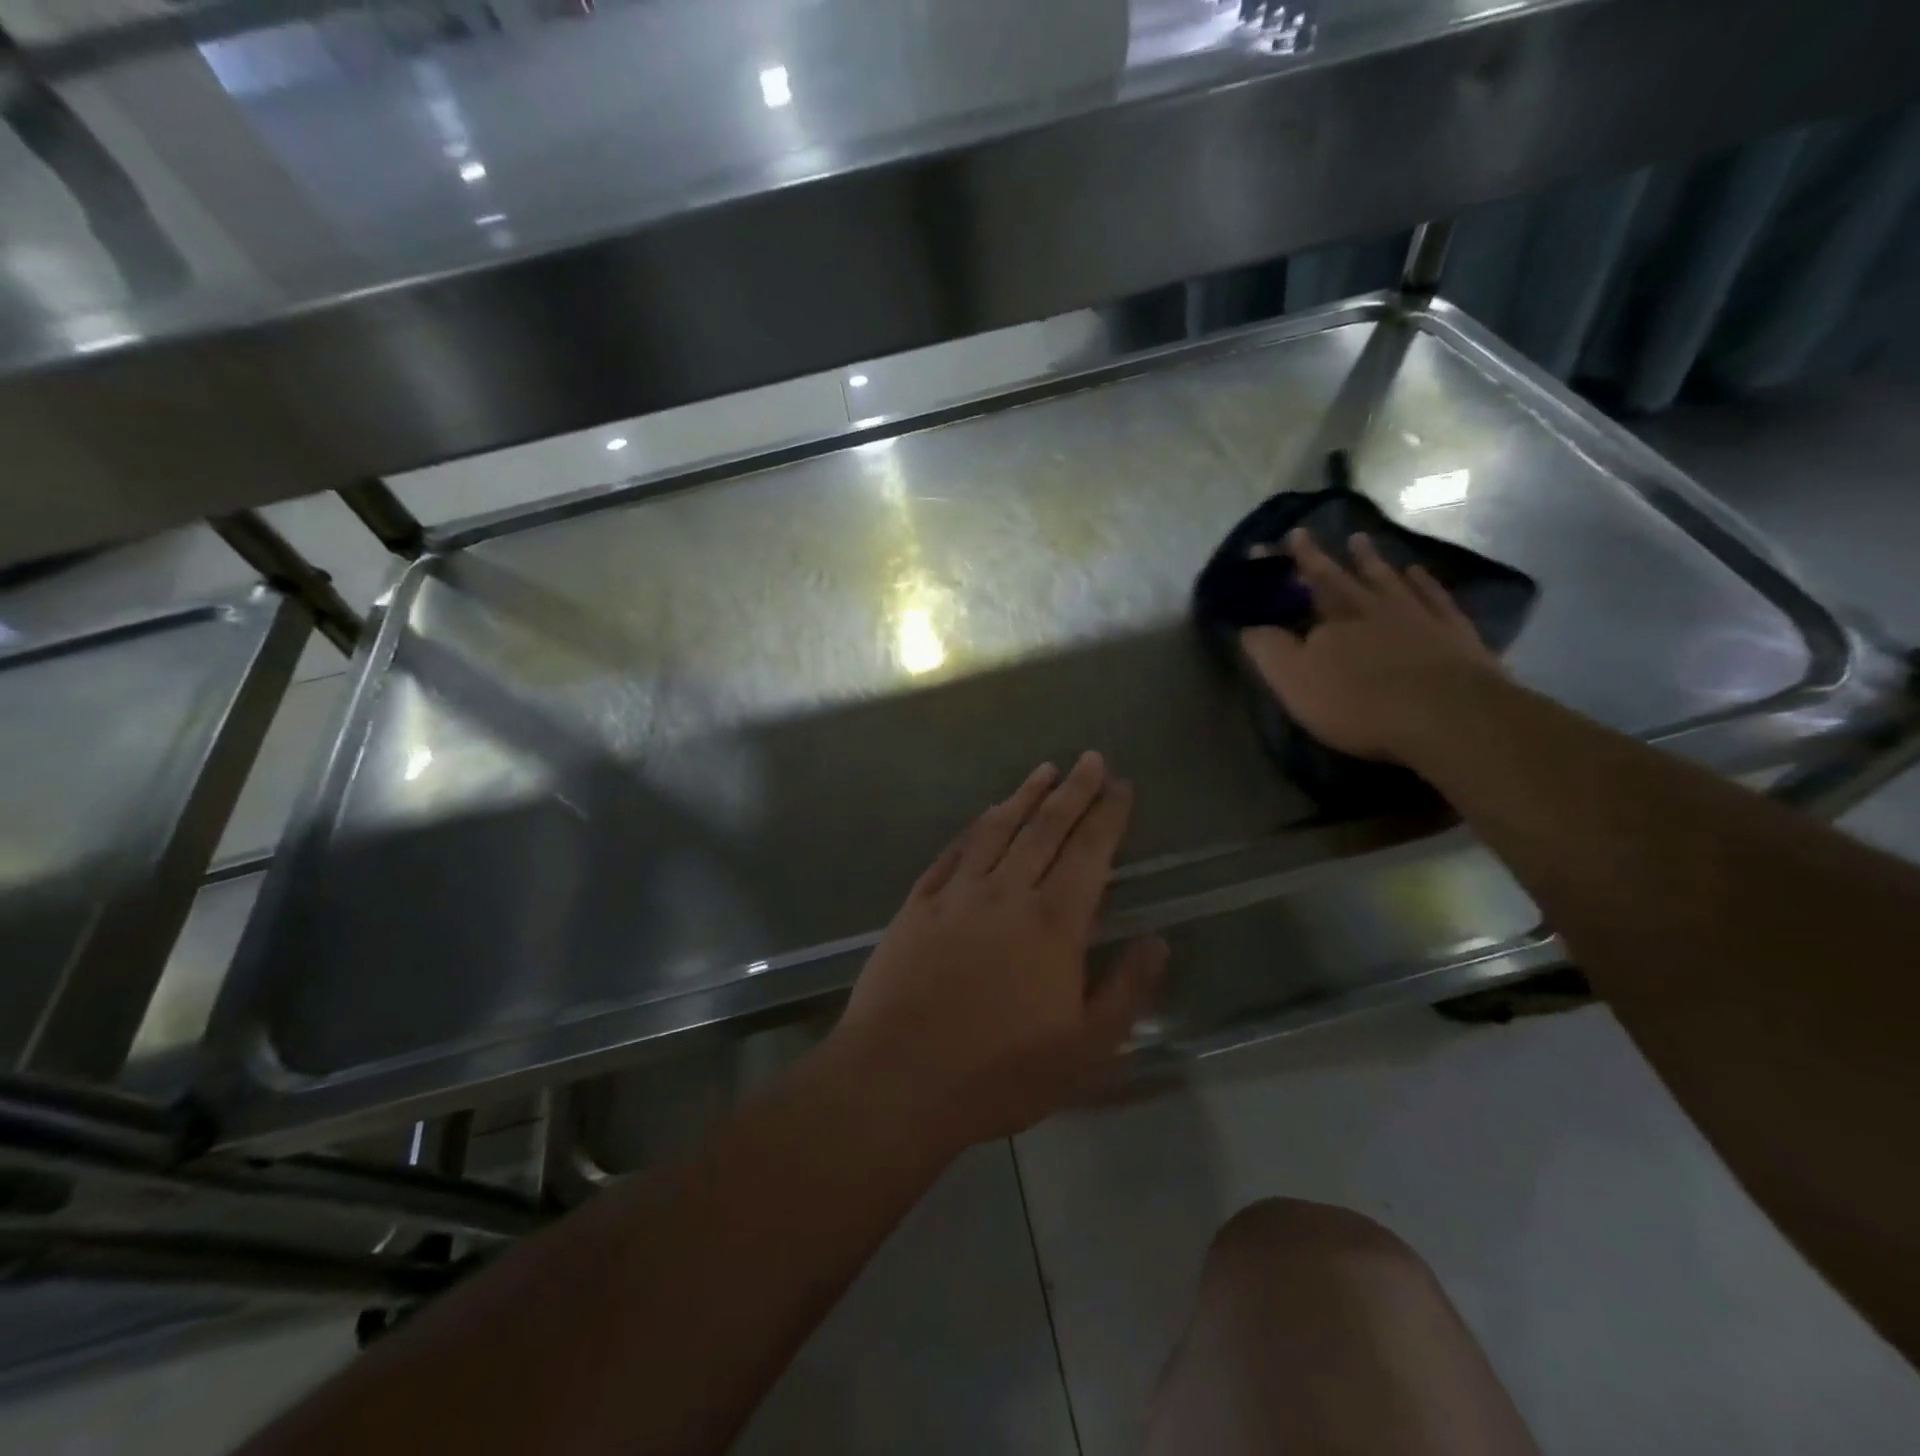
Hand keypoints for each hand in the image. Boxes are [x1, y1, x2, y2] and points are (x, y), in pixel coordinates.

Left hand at [826, 752, 1167, 1154]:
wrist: (898, 1078)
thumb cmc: (999, 1072)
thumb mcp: (1084, 1050)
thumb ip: (1126, 991)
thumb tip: (1158, 941)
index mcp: (1052, 924)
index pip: (1089, 852)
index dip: (1108, 815)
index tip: (1120, 785)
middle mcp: (1006, 893)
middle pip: (1046, 828)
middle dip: (1074, 790)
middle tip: (1091, 759)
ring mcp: (956, 894)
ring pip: (997, 830)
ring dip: (1024, 796)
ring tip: (1045, 770)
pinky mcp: (918, 904)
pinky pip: (952, 852)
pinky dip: (974, 828)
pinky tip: (984, 815)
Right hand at [1242, 529, 1506, 763]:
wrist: (1448, 716)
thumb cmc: (1359, 702)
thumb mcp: (1295, 680)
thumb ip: (1269, 650)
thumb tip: (1248, 625)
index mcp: (1333, 619)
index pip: (1305, 584)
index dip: (1289, 564)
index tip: (1274, 541)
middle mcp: (1374, 608)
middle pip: (1344, 577)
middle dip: (1322, 557)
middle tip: (1306, 533)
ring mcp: (1419, 617)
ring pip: (1389, 580)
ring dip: (1371, 561)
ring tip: (1360, 541)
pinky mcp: (1456, 634)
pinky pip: (1435, 598)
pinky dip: (1424, 583)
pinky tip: (1418, 572)